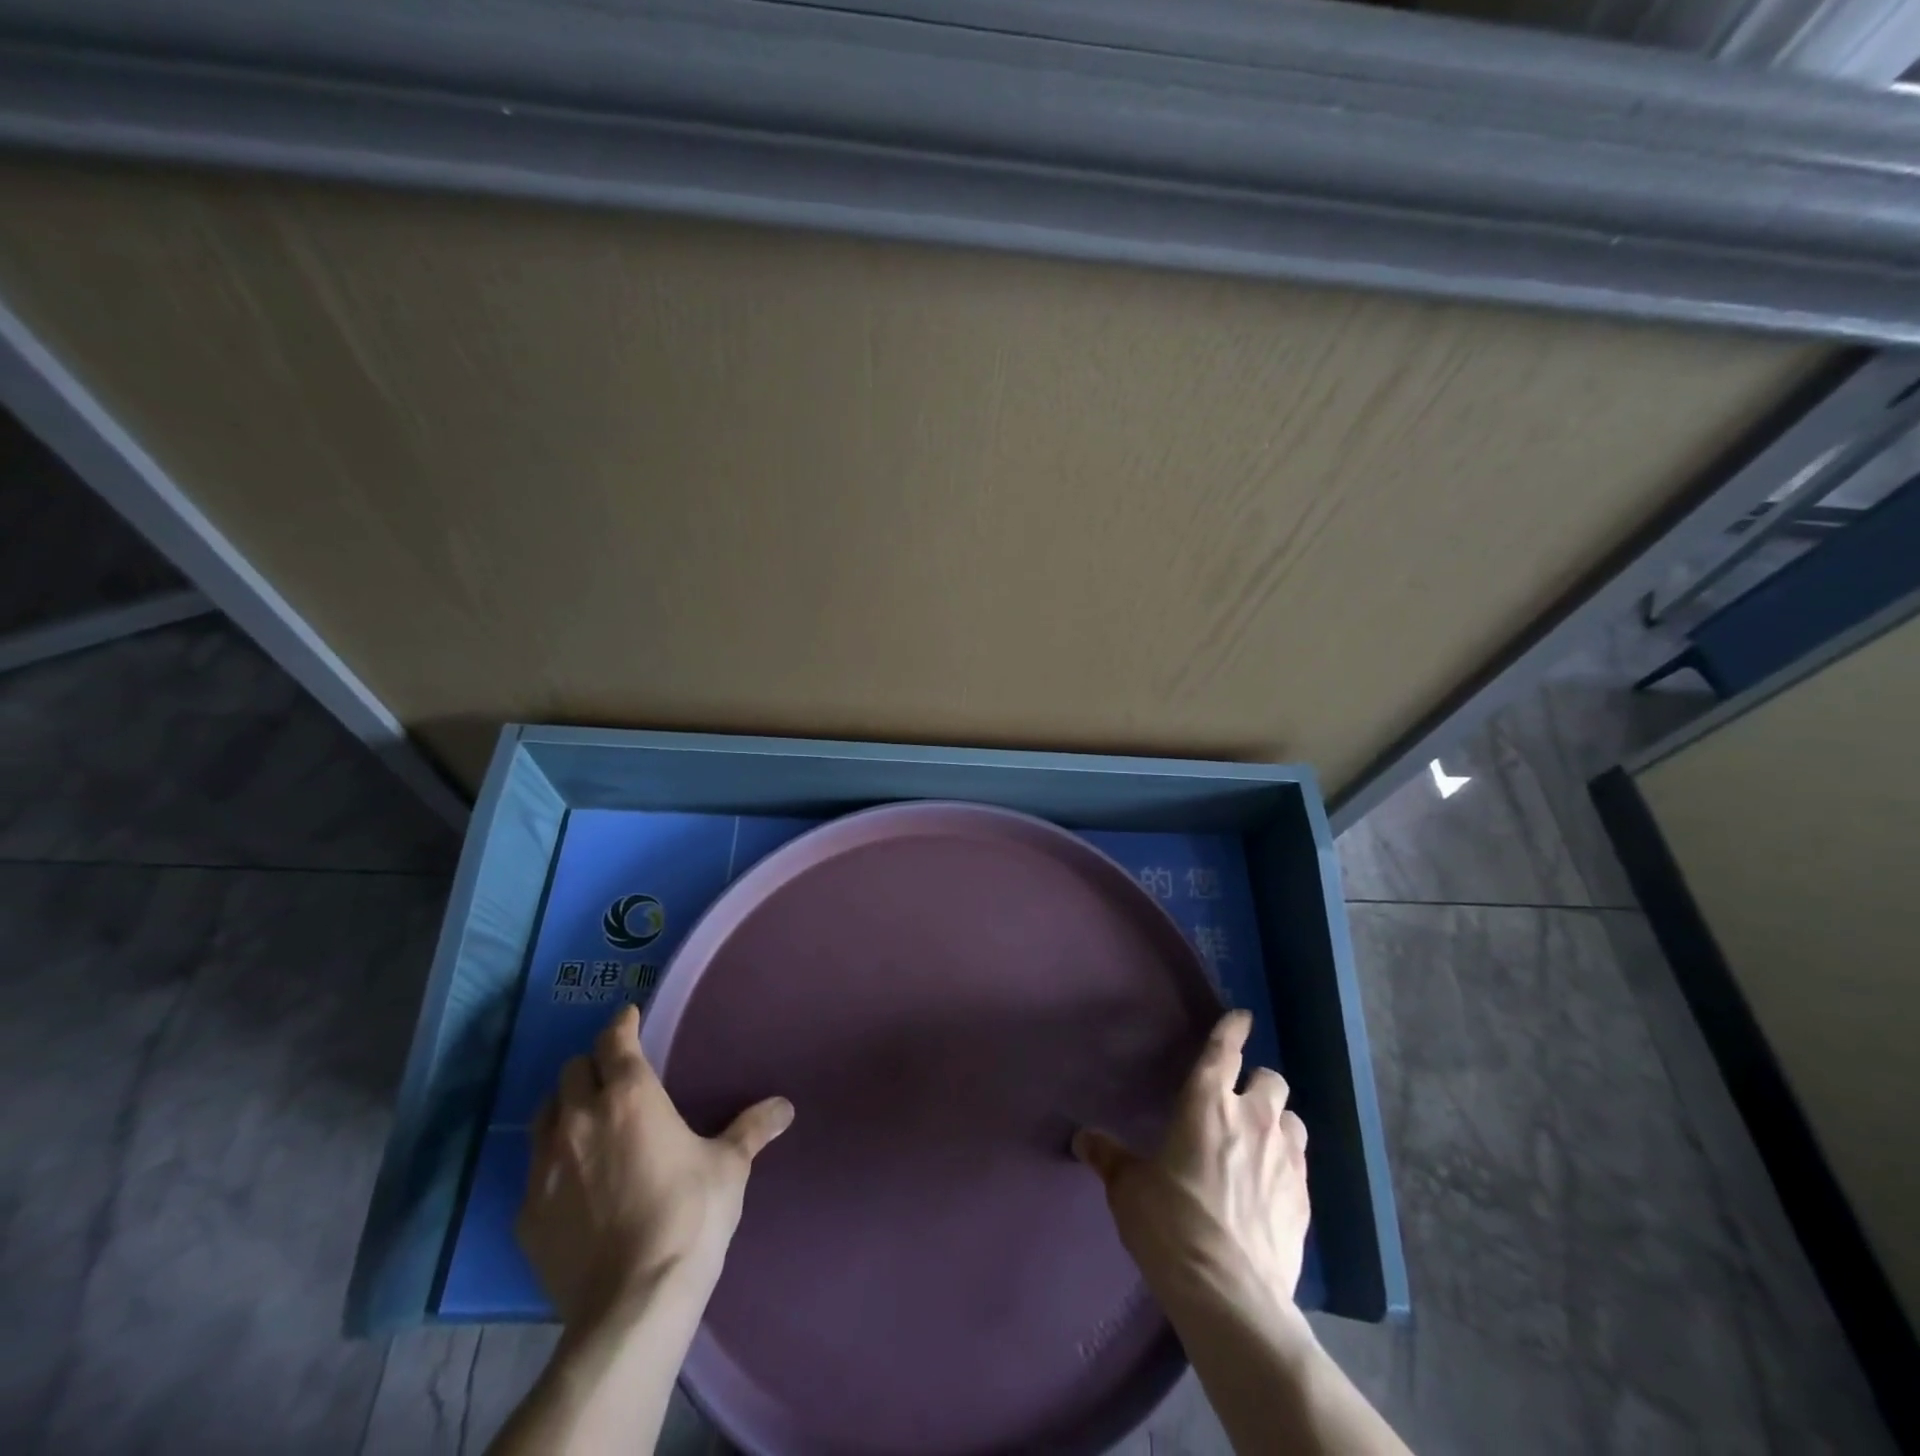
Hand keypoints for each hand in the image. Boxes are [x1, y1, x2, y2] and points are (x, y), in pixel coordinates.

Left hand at [516, 1004, 794, 1327]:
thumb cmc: (689, 1216)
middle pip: (571, 1071)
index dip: (621, 1024)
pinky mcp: (525, 1214)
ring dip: (564, 1107)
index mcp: (629, 1096)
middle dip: (591, 1066)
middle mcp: (579, 1119)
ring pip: (543, 1115)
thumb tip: (785, 1107)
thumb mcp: (729, 1167)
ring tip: (585, 1120)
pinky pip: (534, 1170)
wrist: (632, 1303)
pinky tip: (572, 1182)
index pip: (613, 1040)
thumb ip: (752, 1129)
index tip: (629, 1018)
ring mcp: (545, 1167)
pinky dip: (552, 1162)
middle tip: (612, 1076)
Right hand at [1073, 1010, 1308, 1321]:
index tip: (1241, 1016)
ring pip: (1292, 1118)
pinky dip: (1286, 1161)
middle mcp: (1251, 1119)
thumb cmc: (1171, 1225)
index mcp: (1206, 1104)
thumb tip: (1082, 1138)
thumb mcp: (1129, 1189)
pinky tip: (1270, 1184)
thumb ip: (1109, 1156)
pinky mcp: (1304, 1199)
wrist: (1230, 1296)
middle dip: (1257, 1081)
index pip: (1224, 1051)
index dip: (1232, 1029)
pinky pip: (1301, 1162)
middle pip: (1271, 1079)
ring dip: (1277, 1121)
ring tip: (1260, 1139)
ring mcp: (1285, 1159)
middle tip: (1239, 1099)